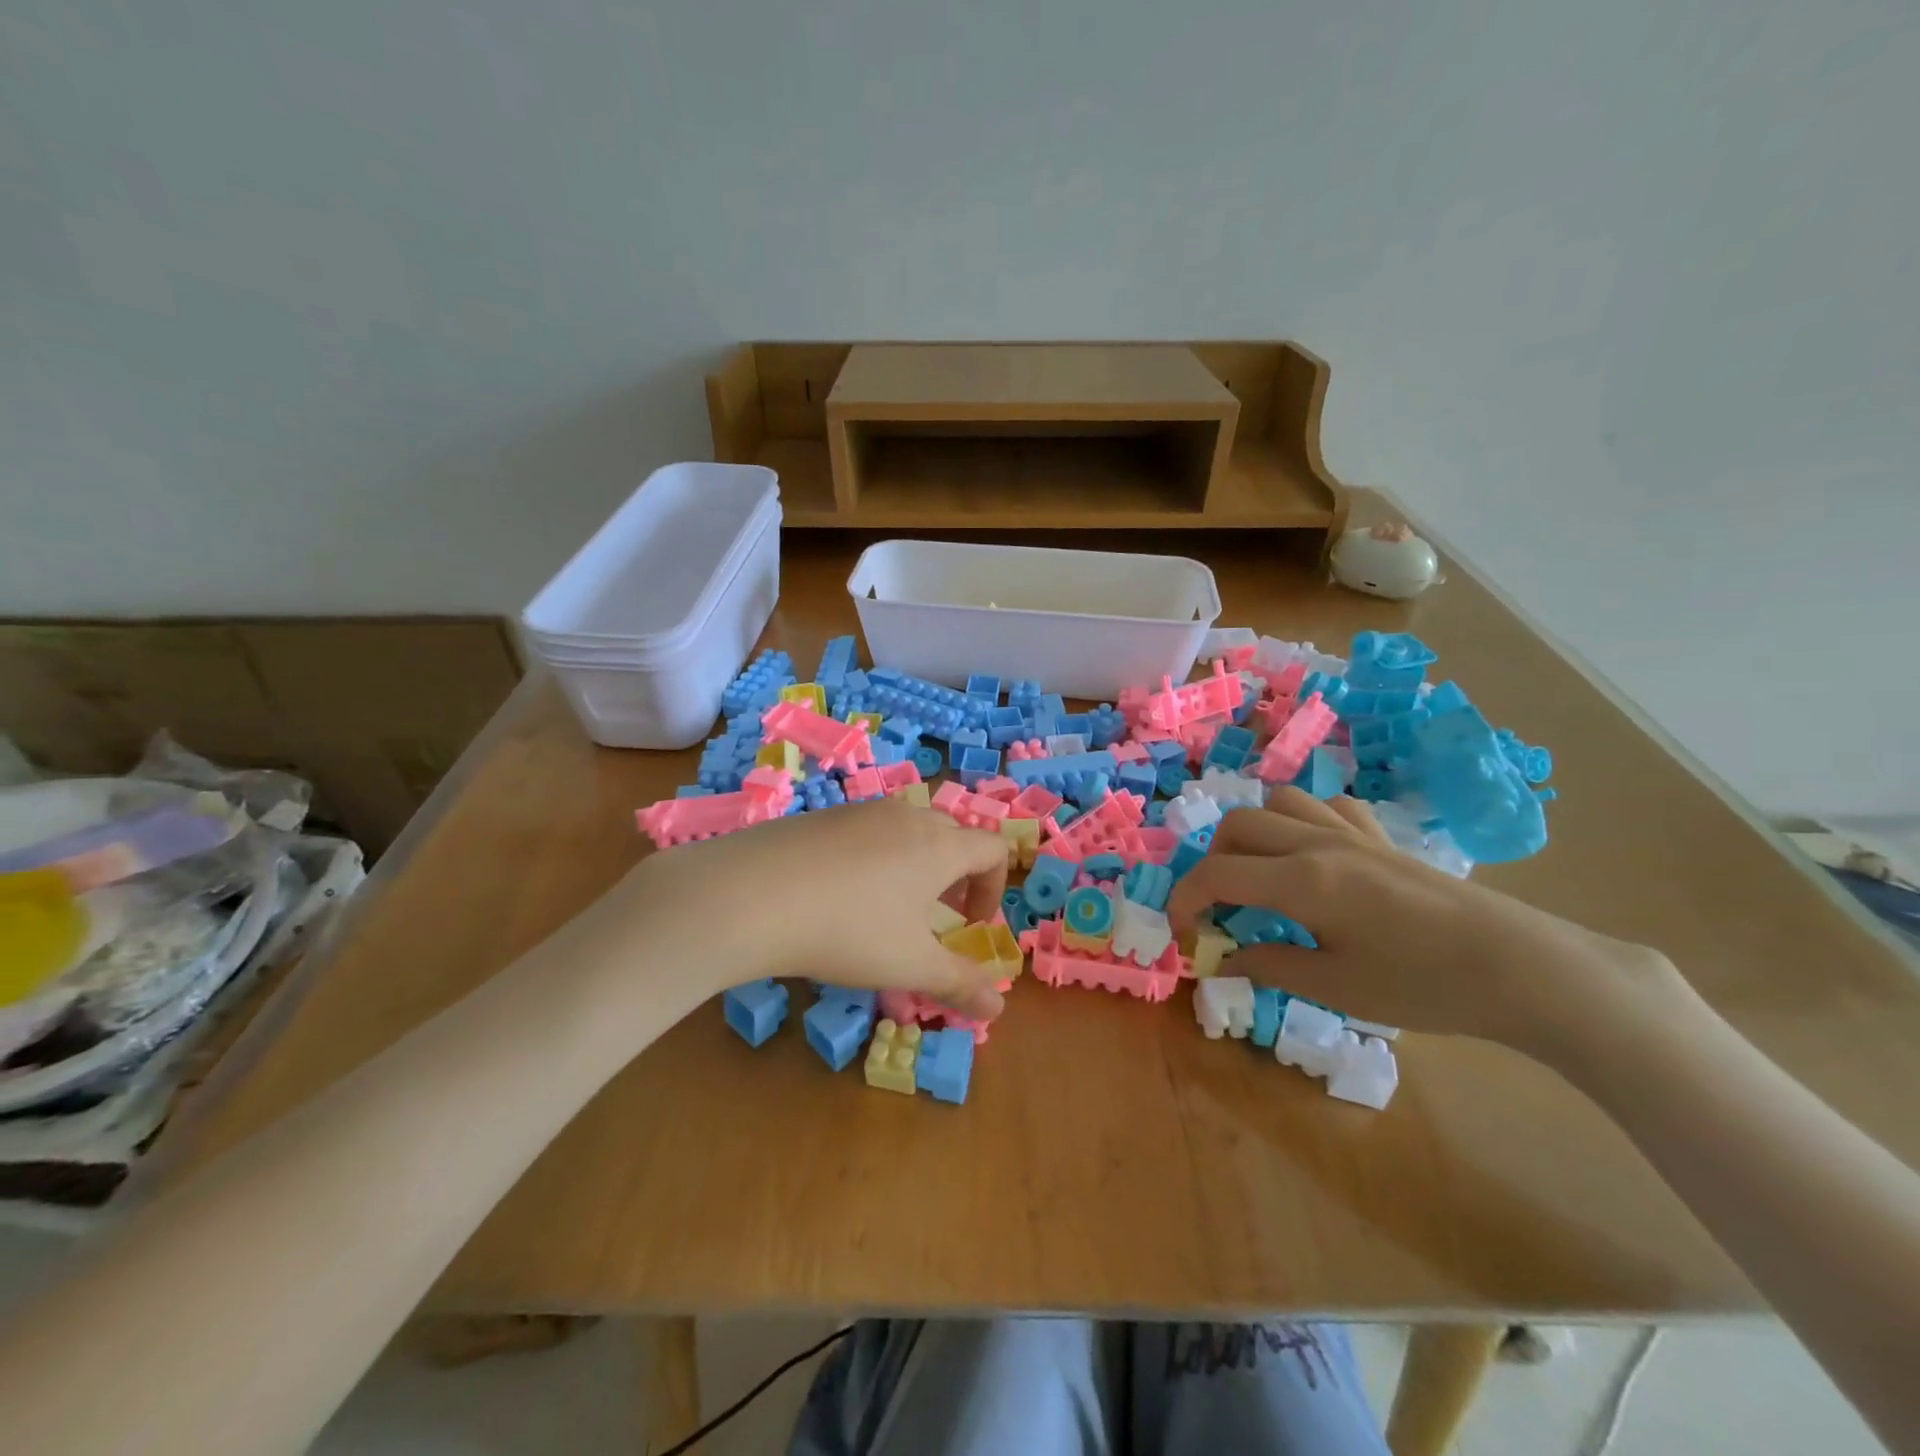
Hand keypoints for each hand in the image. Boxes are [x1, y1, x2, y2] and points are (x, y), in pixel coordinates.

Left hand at [615, 800, 1010, 1018]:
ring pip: (907, 829)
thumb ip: (959, 984)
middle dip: (956, 875)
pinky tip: (838, 895)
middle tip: (936, 917)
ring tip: (888, 907)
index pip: (992, 850)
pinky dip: (874, 857)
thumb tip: (998, 1009)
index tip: (972, 926)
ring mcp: (859, 811)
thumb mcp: (909, 965)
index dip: (993, 888)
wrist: (748, 896)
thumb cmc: (848, 930)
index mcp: (939, 845)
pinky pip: (866, 831)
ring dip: (915, 864)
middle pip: (951, 834)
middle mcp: (905, 817)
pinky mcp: (821, 817)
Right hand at [1167, 791, 1678, 1049]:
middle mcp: (1317, 843)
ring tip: (1260, 874)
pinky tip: (1314, 855)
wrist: (1522, 968)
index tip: (1183, 932)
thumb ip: (1271, 966)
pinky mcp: (1382, 837)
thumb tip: (1226, 959)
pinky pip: (1327, 806)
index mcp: (1301, 881)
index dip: (1185, 900)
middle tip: (1221, 908)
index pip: (1216, 874)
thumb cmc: (1425, 985)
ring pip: (1279, 802)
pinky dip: (1303, 822)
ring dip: (1254, 833)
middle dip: (1213, 863)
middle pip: (1238, 826)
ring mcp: (1352, 833)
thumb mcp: (1337, 987)